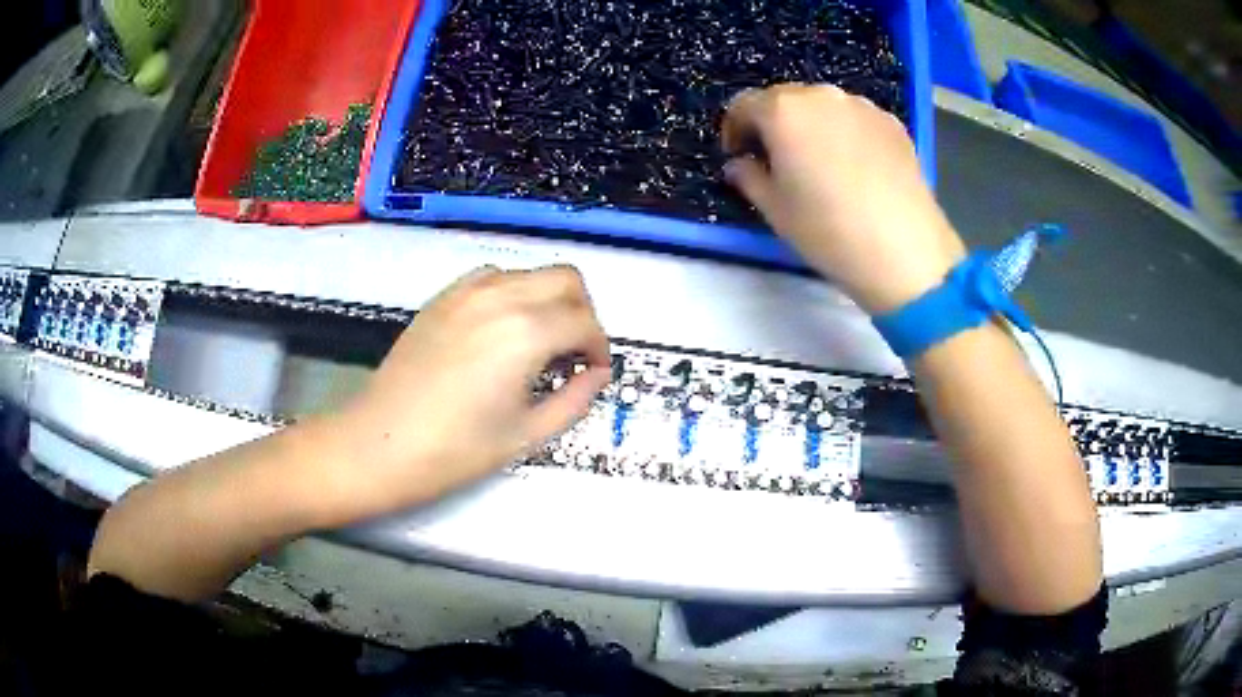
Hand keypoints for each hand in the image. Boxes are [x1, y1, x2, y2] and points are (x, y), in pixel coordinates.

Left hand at [327, 266, 611, 517]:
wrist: (379, 443)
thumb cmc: (455, 450)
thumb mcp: (526, 435)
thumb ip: (574, 400)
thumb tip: (598, 375)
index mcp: (526, 333)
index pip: (585, 323)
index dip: (600, 348)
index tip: (595, 373)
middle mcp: (501, 297)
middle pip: (566, 279)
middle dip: (582, 312)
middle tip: (575, 353)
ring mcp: (467, 291)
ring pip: (530, 273)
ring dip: (548, 300)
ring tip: (539, 342)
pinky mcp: (442, 298)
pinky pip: (493, 277)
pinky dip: (512, 293)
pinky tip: (501, 330)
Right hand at [721, 83, 967, 313]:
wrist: (905, 250)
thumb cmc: (828, 229)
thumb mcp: (774, 209)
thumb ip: (748, 177)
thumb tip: (740, 164)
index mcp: (783, 110)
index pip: (743, 105)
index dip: (735, 130)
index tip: (739, 156)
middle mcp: (821, 95)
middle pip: (785, 100)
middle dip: (774, 125)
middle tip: (778, 161)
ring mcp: (862, 106)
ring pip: (823, 108)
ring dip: (811, 127)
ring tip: (820, 165)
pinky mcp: (892, 123)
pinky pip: (855, 120)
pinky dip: (845, 134)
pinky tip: (854, 169)